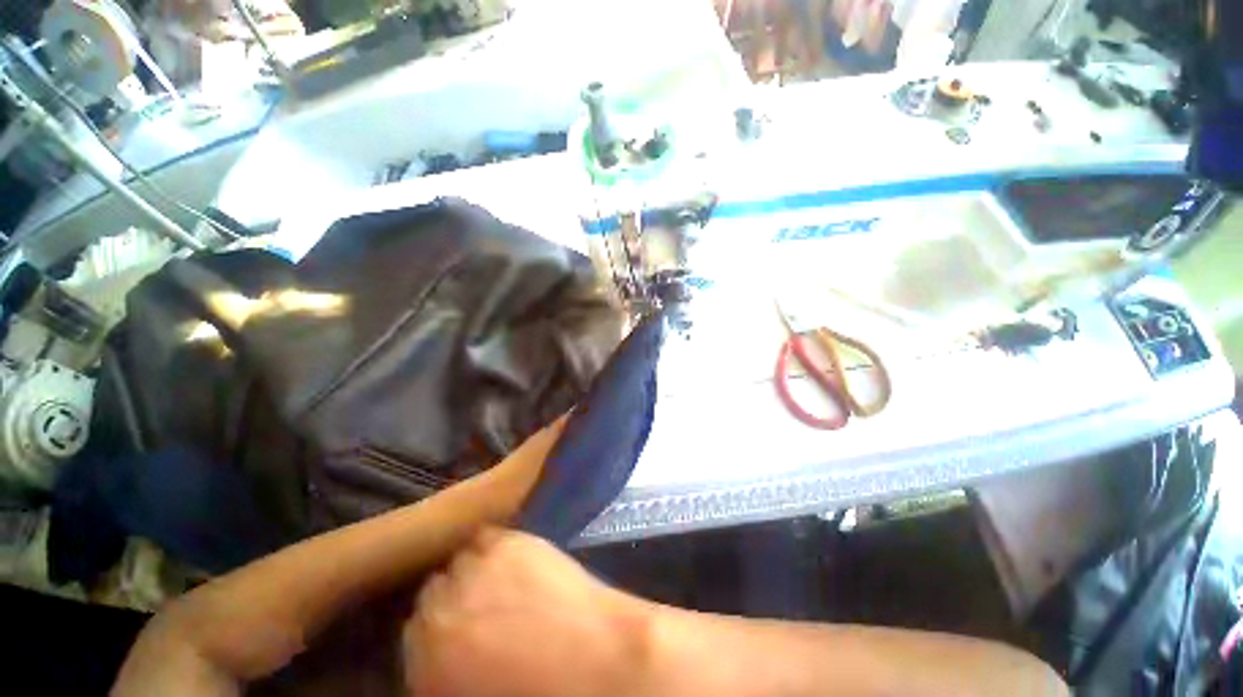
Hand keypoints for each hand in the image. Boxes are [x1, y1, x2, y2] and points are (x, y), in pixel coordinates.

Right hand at [404, 528, 651, 696]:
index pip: (412, 634)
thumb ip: (449, 673)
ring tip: (496, 578)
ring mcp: (477, 570)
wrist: (598, 658)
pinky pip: (486, 536)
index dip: (436, 630)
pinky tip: (510, 555)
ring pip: (459, 560)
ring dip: (471, 569)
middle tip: (477, 604)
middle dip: (450, 598)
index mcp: (426, 664)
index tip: (455, 629)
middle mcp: (440, 612)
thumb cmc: (539, 690)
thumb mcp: (477, 691)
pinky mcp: (510, 542)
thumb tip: (447, 653)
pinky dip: (492, 546)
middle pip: (432, 591)